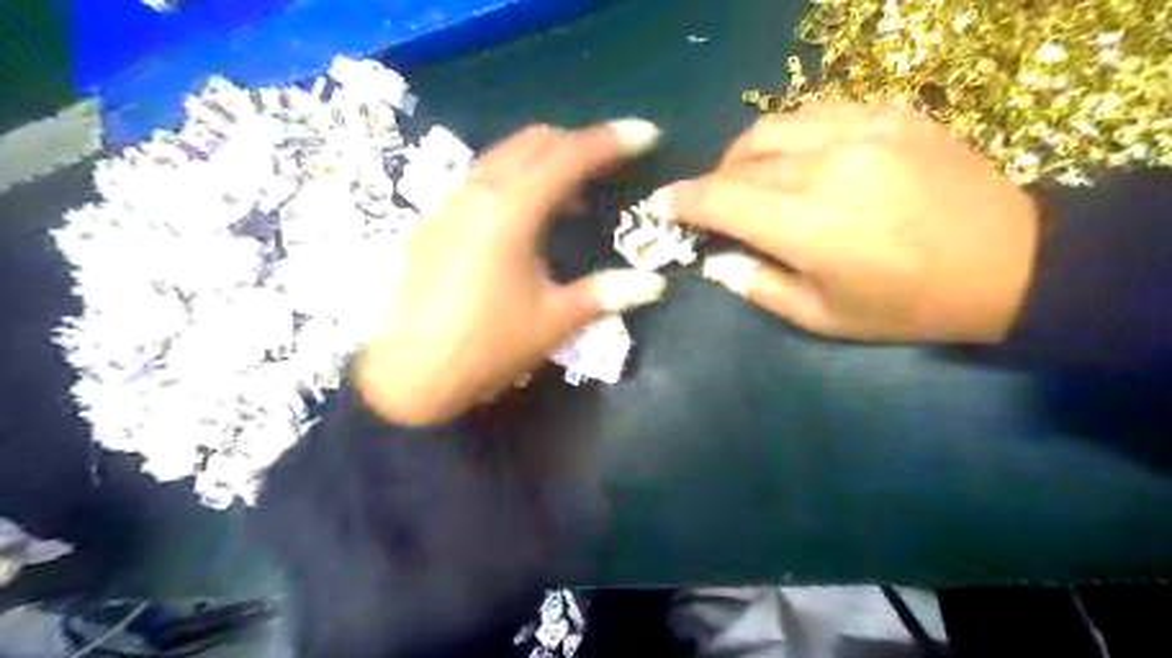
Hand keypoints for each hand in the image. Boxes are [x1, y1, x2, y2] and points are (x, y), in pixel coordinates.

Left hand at [355, 118, 668, 423]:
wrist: (409, 377)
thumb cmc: (487, 346)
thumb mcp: (554, 321)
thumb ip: (606, 294)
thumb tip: (654, 283)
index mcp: (511, 210)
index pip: (569, 157)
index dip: (611, 142)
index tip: (645, 134)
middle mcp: (476, 193)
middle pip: (533, 143)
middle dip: (577, 143)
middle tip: (610, 163)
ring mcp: (449, 205)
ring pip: (503, 158)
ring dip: (544, 163)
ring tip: (573, 199)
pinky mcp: (433, 223)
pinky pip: (481, 182)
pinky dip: (515, 183)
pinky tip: (526, 222)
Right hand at [655, 102, 1036, 345]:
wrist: (1010, 262)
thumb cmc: (907, 305)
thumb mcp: (822, 317)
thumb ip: (758, 285)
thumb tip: (717, 259)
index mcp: (809, 226)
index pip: (721, 200)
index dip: (683, 200)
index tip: (660, 203)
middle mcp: (827, 166)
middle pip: (742, 160)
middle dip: (713, 182)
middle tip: (709, 205)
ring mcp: (862, 130)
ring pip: (772, 127)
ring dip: (744, 154)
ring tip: (747, 180)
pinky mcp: (890, 113)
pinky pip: (815, 114)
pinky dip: (788, 138)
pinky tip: (796, 161)